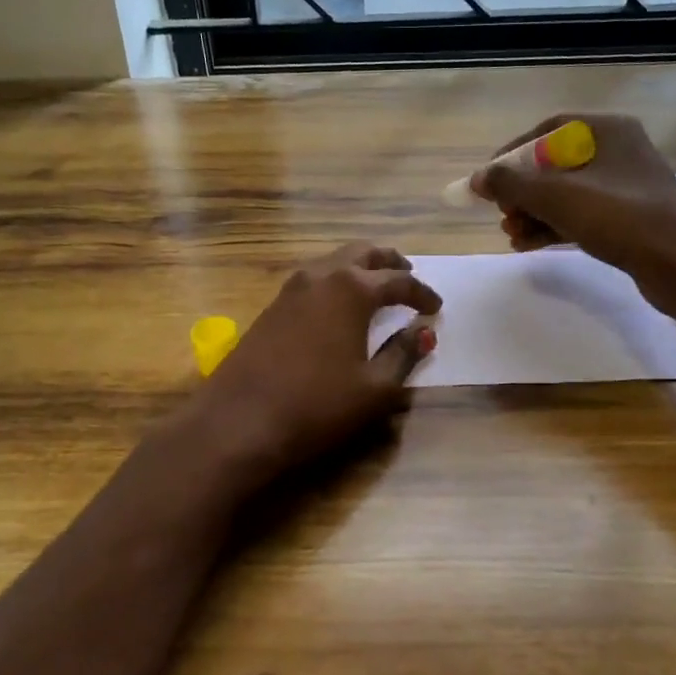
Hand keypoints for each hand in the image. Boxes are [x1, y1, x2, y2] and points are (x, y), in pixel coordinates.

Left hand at [190, 242, 440, 482]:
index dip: (421, 294)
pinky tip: (339, 306)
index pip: (397, 281)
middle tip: (408, 276)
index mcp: (352, 289)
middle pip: (362, 253)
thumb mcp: (374, 388)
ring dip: (360, 268)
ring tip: (377, 288)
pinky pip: (314, 279)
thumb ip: (403, 354)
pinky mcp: (271, 307)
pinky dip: (336, 282)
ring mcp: (290, 289)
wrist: (239, 421)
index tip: (436, 308)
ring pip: (333, 262)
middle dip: (390, 262)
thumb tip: (423, 331)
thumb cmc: (317, 405)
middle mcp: (321, 276)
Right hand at [473, 114, 675, 317]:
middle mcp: (619, 150)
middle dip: (522, 191)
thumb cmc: (618, 218)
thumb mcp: (557, 197)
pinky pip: (581, 214)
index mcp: (608, 130)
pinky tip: (528, 245)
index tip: (489, 178)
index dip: (513, 153)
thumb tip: (477, 179)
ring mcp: (626, 186)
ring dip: (534, 213)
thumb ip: (511, 184)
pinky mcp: (629, 217)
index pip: (548, 130)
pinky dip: (554, 226)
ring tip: (510, 234)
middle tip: (502, 213)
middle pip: (554, 164)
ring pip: (566, 193)